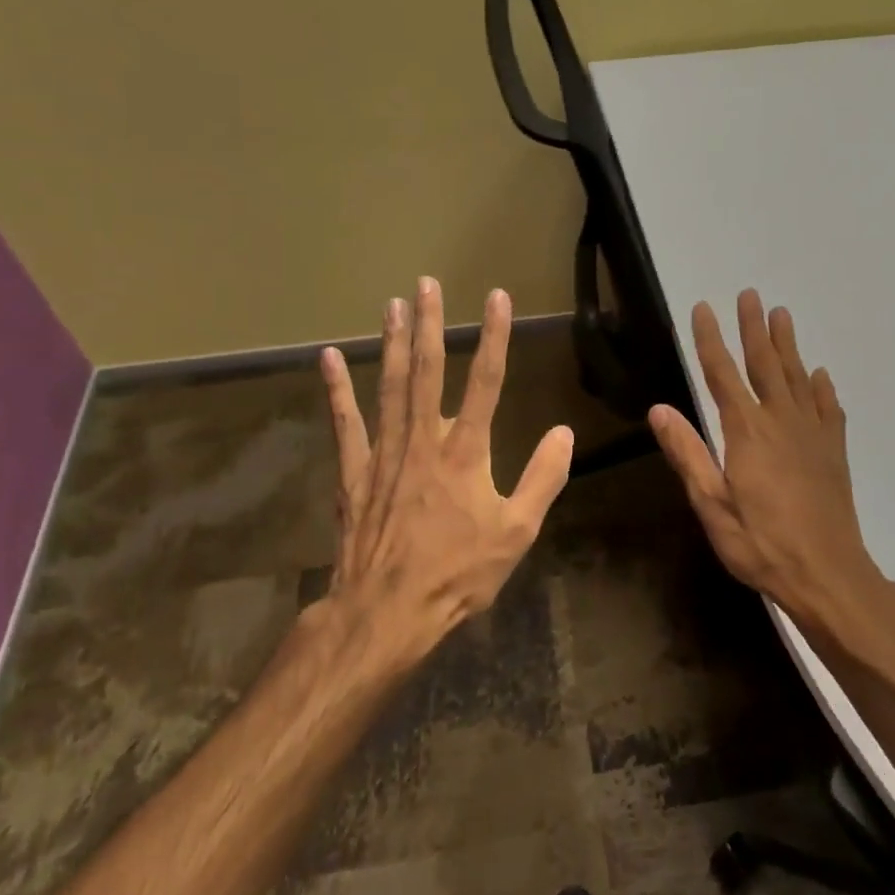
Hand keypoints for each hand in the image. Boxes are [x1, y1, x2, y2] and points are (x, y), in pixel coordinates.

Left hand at [318, 278, 574, 658]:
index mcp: (467, 452)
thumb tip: (564, 432)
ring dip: (393, 343)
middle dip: (430, 324)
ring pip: (390, 386)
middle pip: (429, 371)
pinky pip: (345, 422)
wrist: (386, 611)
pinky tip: (330, 358)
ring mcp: (385, 452)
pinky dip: (337, 389)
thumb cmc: (457, 574)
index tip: (497, 297)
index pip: (487, 382)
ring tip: (392, 304)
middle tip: (426, 284)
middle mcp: (425, 439)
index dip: (495, 337)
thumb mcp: (516, 533)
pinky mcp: (355, 471)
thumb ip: (543, 479)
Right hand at [648, 290, 894, 631]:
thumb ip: (688, 454)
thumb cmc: (761, 543)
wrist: (828, 574)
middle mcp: (781, 421)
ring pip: (797, 377)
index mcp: (746, 432)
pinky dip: (821, 387)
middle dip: (754, 328)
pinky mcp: (833, 451)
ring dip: (787, 345)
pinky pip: (828, 408)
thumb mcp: (712, 505)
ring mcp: (812, 434)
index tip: (704, 308)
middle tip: (751, 294)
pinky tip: (819, 374)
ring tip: (782, 314)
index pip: (722, 374)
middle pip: (765, 364)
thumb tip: (659, 409)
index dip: (711, 340)